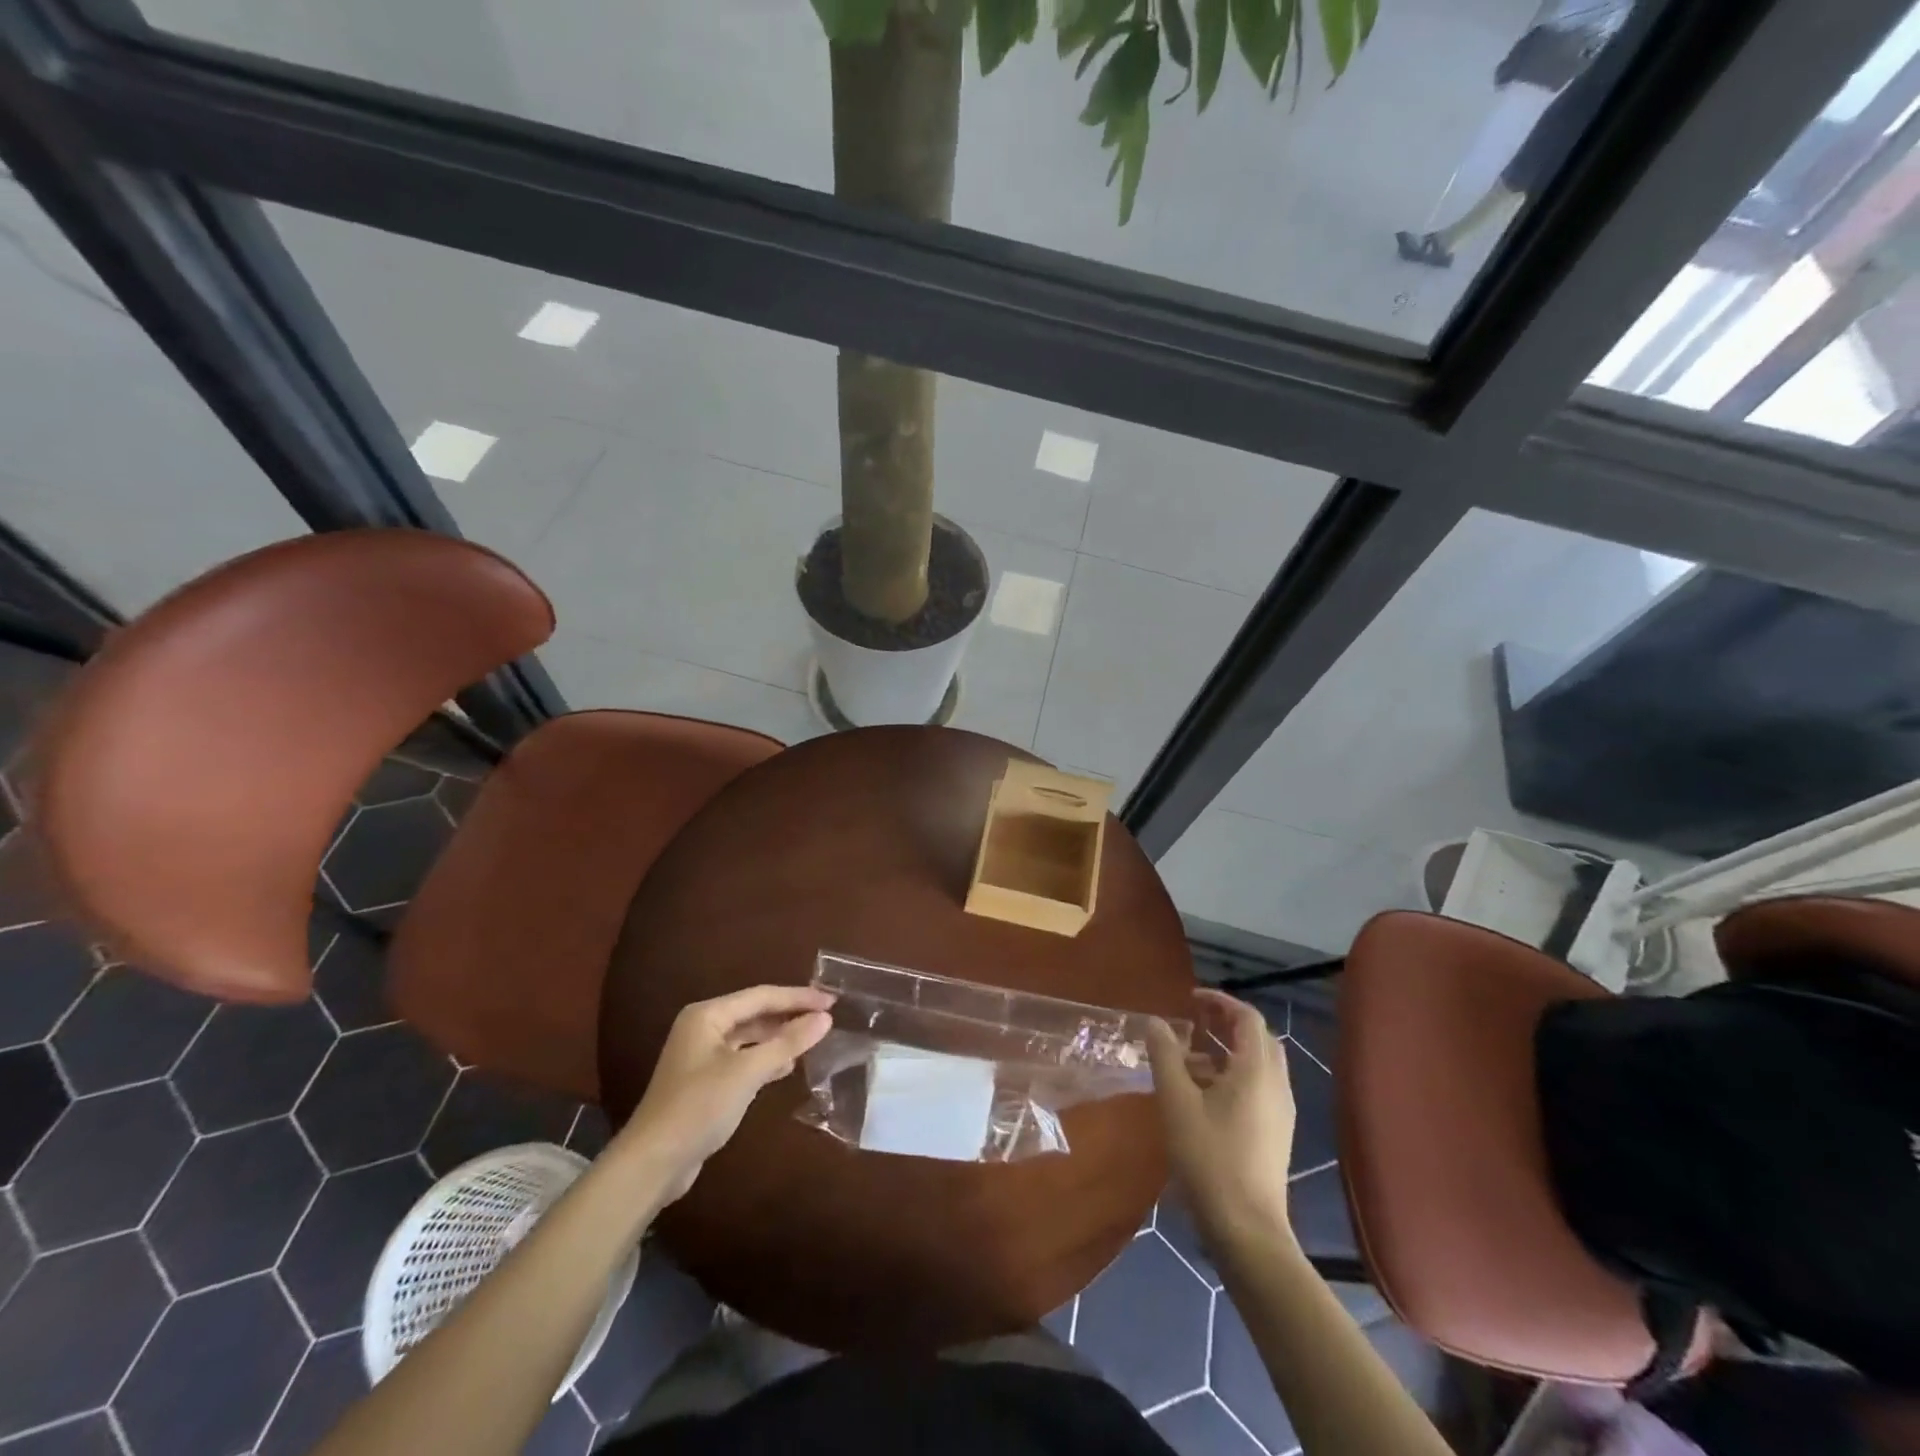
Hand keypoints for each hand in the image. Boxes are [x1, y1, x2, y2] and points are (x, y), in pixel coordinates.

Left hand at [618, 985, 834, 1202]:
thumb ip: (787, 1043)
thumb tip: (825, 1018)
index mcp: (708, 1015)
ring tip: (813, 1038)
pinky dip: (766, 1058)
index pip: (762, 996)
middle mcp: (703, 1027)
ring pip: (750, 1036)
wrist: (653, 1163)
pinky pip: (743, 1058)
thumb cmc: (699, 1107)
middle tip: (827, 1016)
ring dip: (779, 1037)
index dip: (798, 997)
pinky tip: (787, 1066)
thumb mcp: (747, 1072)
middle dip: (790, 1014)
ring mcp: (702, 1055)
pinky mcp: (705, 1081)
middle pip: (755, 1012)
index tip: (832, 1000)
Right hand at [1147, 989, 1295, 1248]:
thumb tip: (1157, 1022)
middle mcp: (1276, 1084)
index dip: (1220, 1001)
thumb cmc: (1209, 1158)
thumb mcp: (1176, 1101)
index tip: (1190, 1000)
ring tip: (1191, 1059)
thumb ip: (1165, 1055)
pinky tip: (1204, 1096)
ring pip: (1259, 1065)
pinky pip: (1259, 1088)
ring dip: (1229, 1051)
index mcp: (1256, 1070)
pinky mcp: (1276, 1134)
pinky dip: (1234, 1076)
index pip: (1247, 1017)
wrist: (1246, 1229)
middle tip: (1195, 1022)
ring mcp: (1280, 1112)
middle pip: (1258, 1038)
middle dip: (1227, 1024)